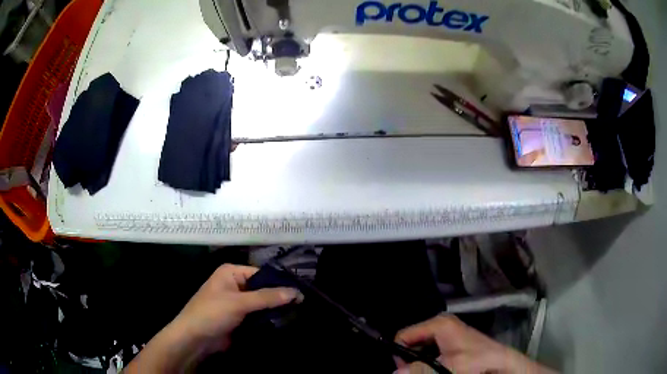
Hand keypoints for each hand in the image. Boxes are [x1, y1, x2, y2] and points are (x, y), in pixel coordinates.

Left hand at [125, 264, 298, 372]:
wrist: (194, 339)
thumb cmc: (212, 313)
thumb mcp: (239, 303)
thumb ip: (267, 298)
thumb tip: (296, 292)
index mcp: (231, 273)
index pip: (262, 274)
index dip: (280, 282)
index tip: (302, 292)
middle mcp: (235, 285)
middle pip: (263, 289)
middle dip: (279, 298)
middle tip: (303, 305)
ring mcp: (237, 303)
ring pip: (262, 304)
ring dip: (275, 310)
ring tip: (299, 314)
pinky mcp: (239, 318)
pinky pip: (258, 316)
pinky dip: (268, 320)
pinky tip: (285, 323)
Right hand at [394, 315, 555, 373]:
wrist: (501, 364)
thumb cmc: (476, 362)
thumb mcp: (447, 367)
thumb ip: (420, 370)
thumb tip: (394, 373)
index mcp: (439, 324)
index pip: (404, 335)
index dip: (401, 354)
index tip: (405, 370)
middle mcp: (441, 325)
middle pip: (412, 343)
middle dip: (411, 360)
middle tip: (418, 372)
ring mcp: (447, 334)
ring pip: (421, 350)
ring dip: (420, 363)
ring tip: (431, 371)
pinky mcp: (452, 344)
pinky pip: (431, 353)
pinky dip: (429, 362)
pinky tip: (437, 369)